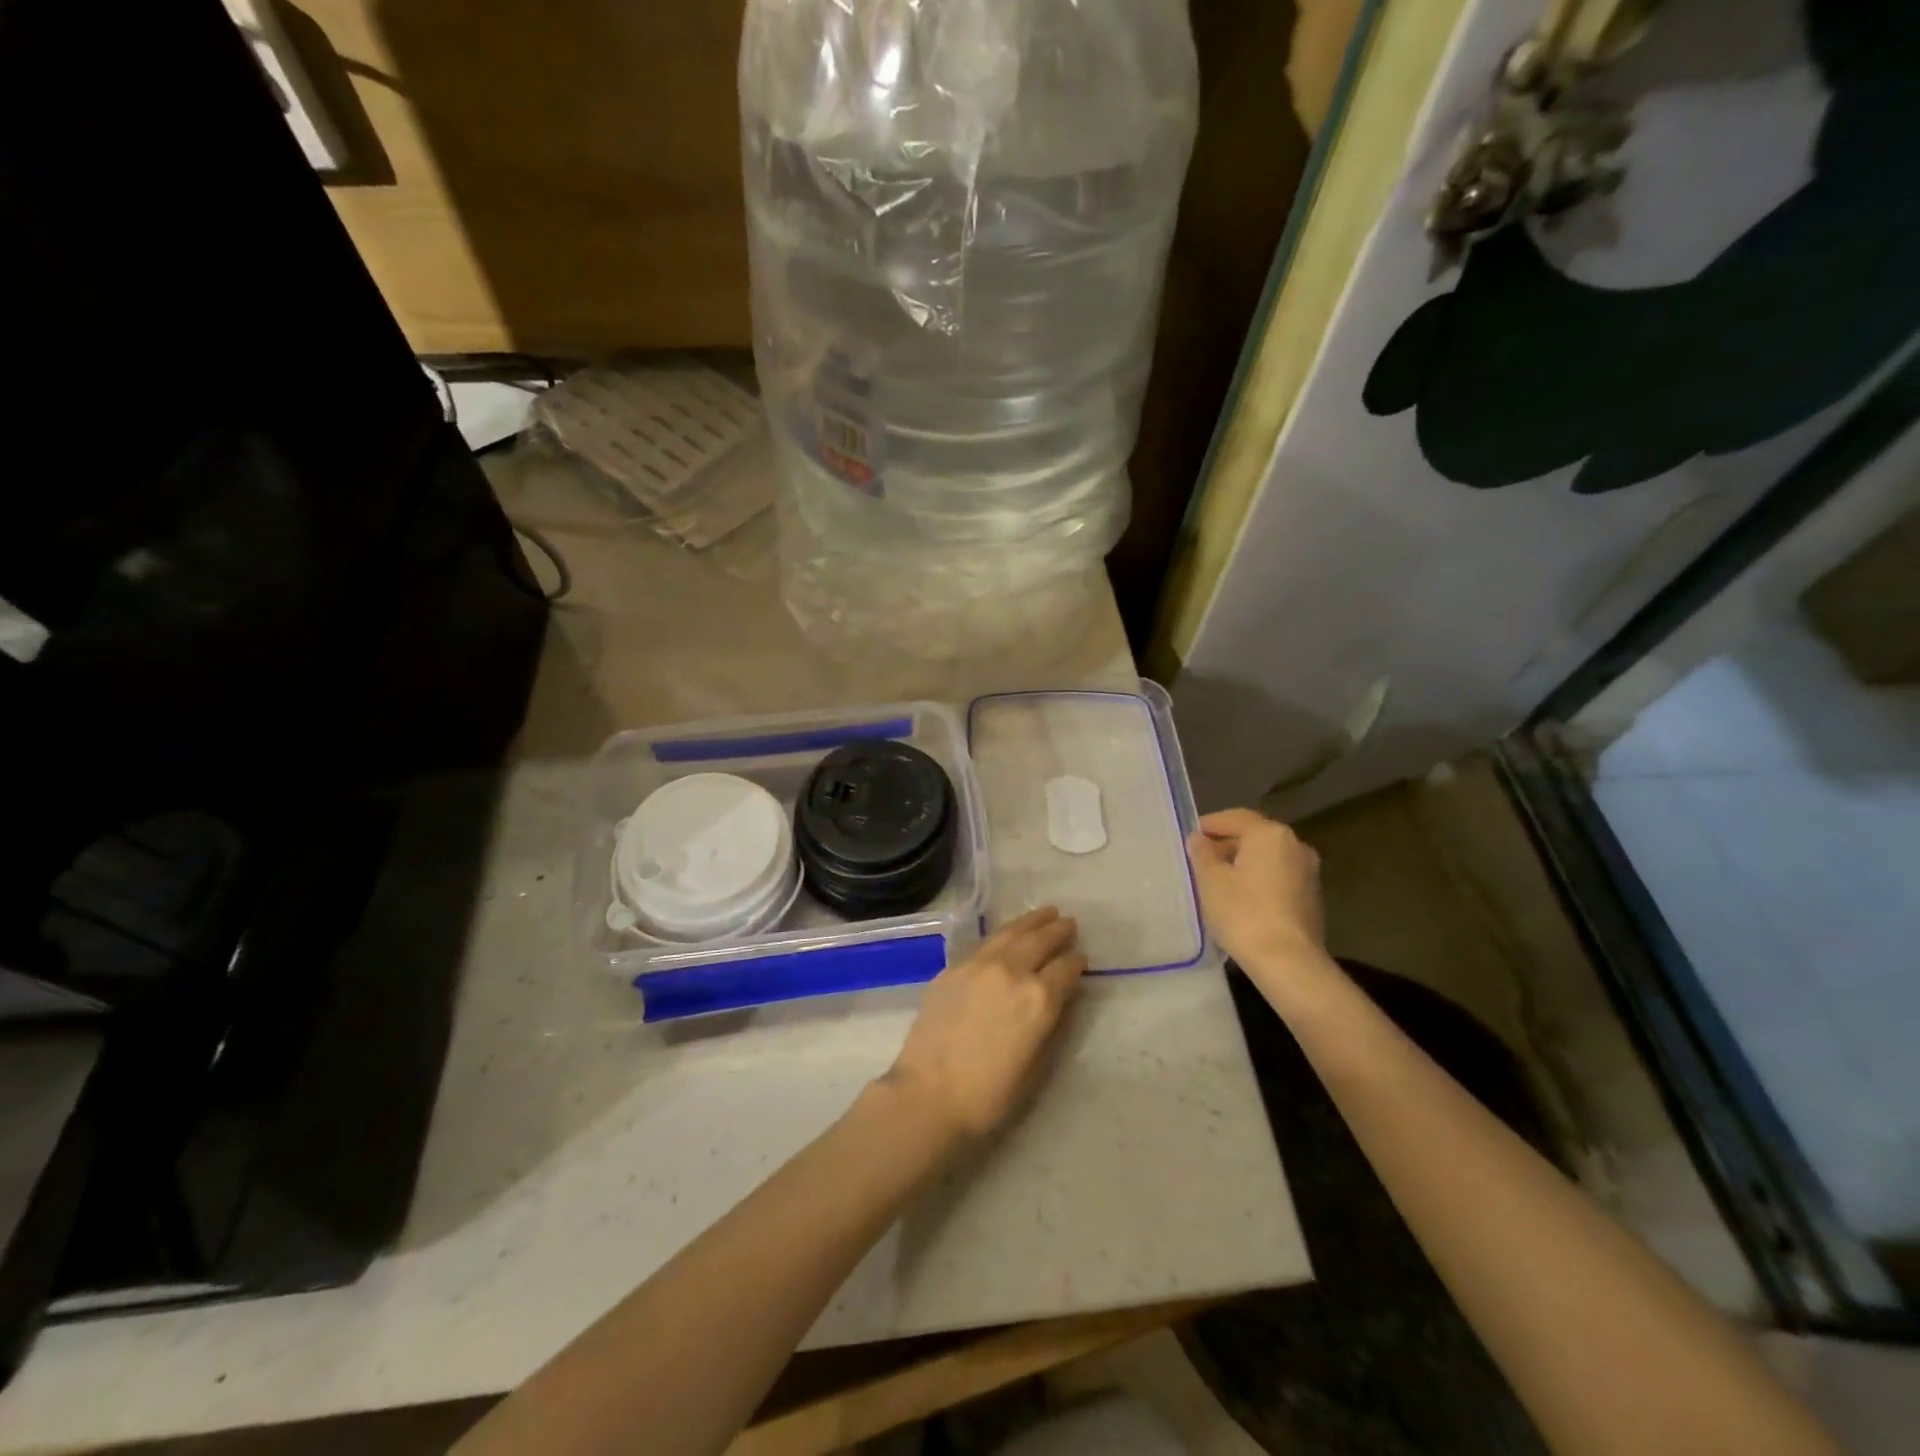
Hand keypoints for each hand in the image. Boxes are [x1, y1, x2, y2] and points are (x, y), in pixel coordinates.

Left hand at [882, 907, 1085, 1142]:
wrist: (928, 1093)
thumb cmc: (989, 1094)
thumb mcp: (1036, 1065)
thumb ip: (1051, 1024)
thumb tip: (1061, 998)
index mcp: (1039, 999)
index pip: (1066, 968)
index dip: (1076, 962)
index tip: (1080, 958)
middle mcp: (1012, 971)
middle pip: (1040, 941)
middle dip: (1057, 931)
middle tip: (1068, 923)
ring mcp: (980, 964)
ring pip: (1012, 932)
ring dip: (1032, 922)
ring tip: (1045, 912)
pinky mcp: (954, 967)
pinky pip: (986, 942)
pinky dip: (1004, 933)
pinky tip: (1008, 933)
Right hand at [1187, 808, 1327, 974]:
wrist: (1288, 962)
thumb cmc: (1243, 912)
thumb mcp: (1210, 879)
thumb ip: (1202, 853)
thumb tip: (1199, 839)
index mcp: (1270, 834)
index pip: (1235, 817)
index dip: (1210, 824)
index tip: (1191, 836)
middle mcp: (1295, 845)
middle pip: (1255, 836)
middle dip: (1227, 844)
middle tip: (1201, 858)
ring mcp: (1308, 872)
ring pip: (1268, 858)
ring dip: (1244, 863)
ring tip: (1217, 880)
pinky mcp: (1312, 898)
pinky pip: (1278, 878)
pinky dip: (1259, 880)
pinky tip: (1240, 898)